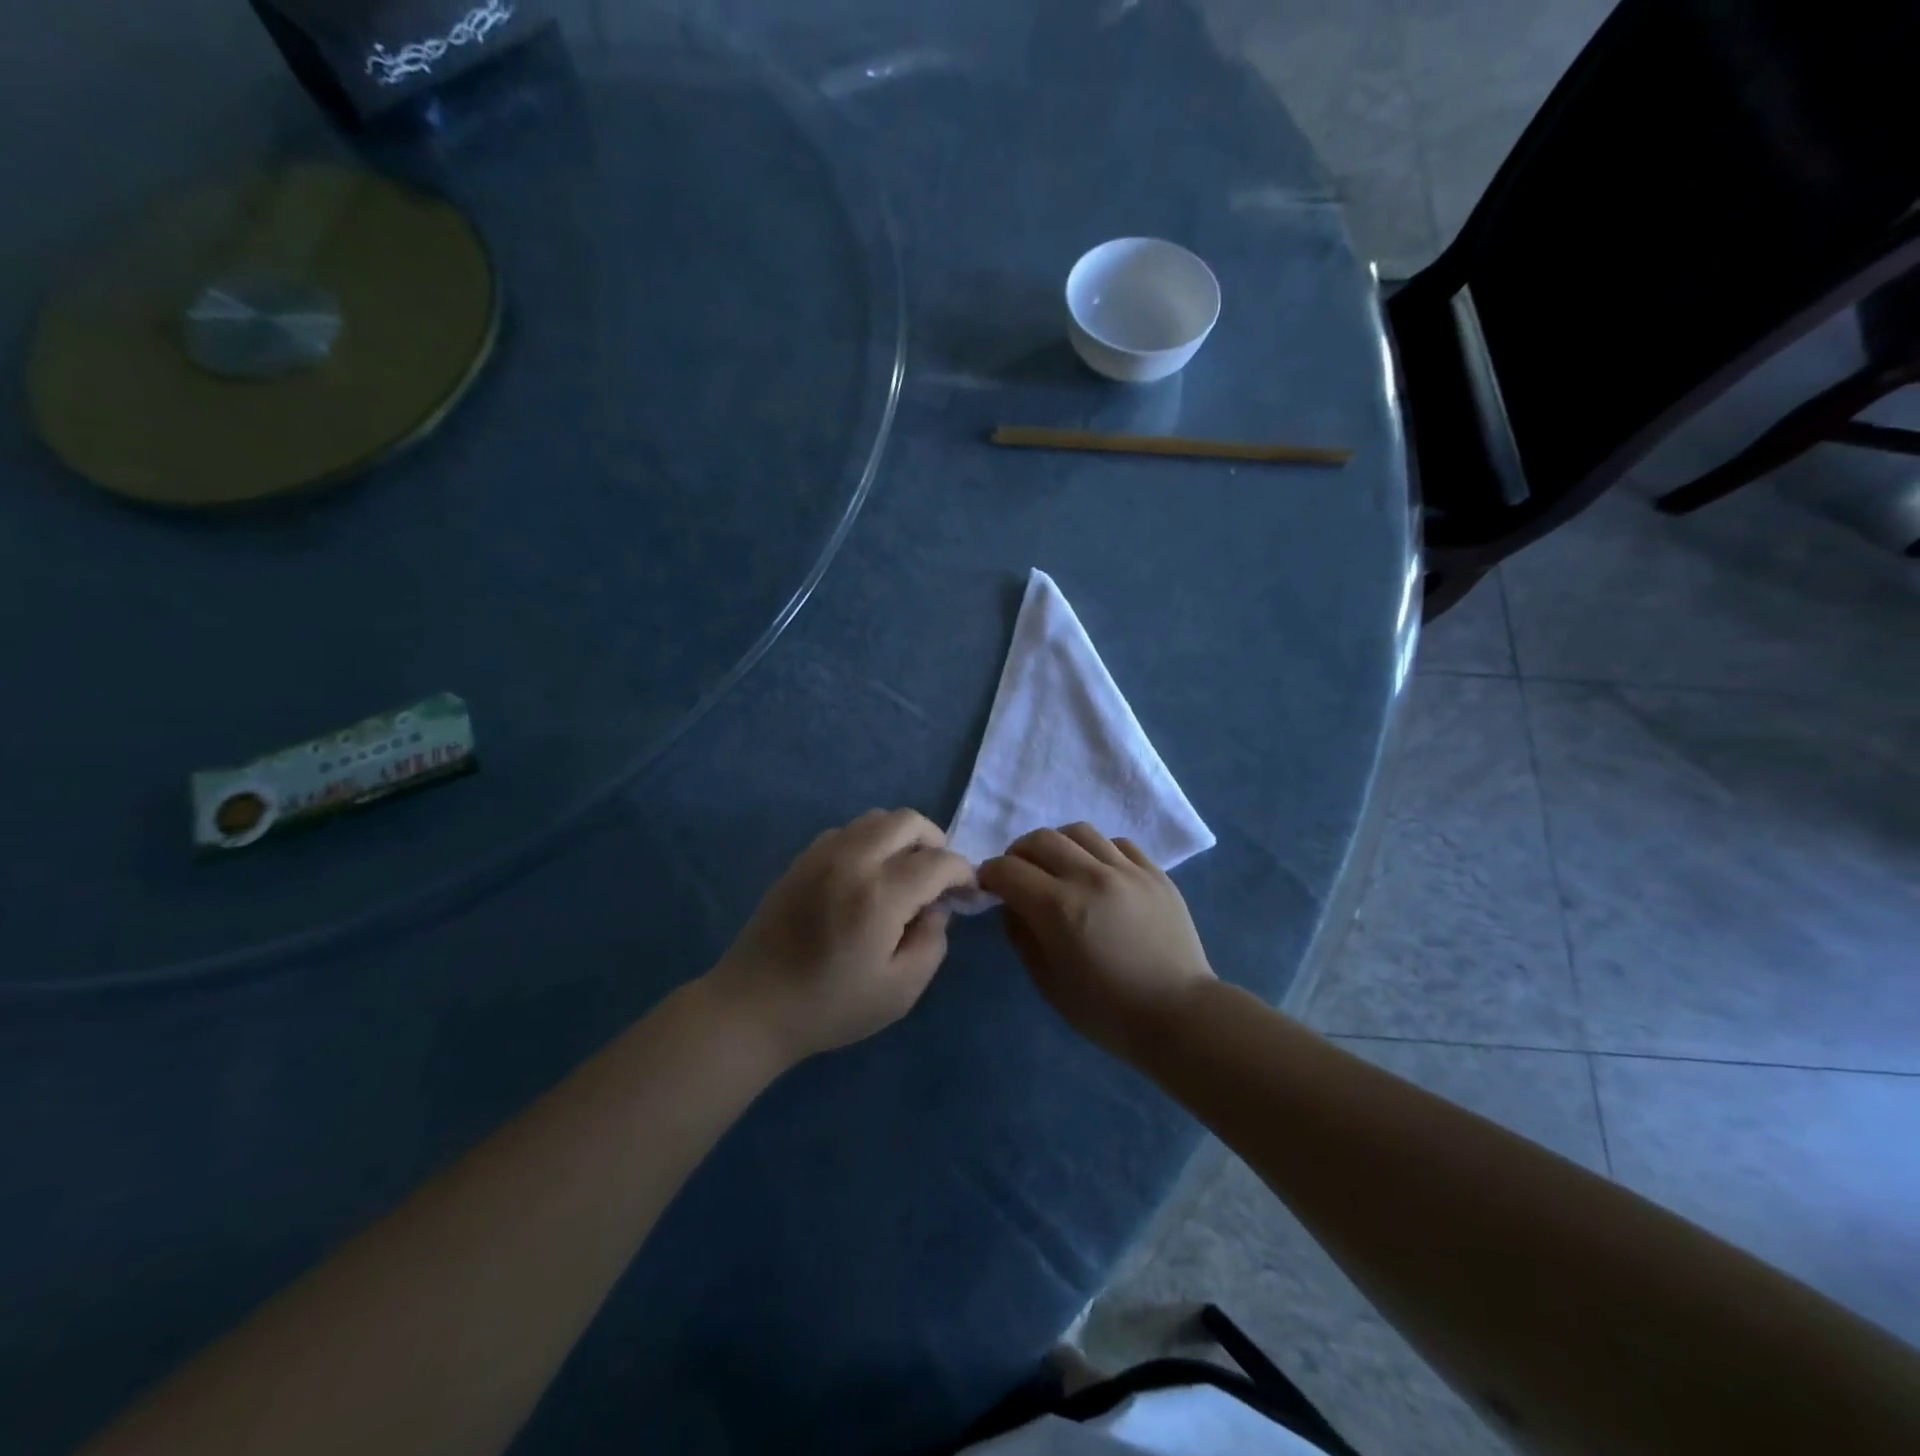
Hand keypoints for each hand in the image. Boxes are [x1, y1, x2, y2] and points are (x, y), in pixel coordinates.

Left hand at [708, 809, 974, 1064]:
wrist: (752, 1006)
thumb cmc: (830, 1007)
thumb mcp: (900, 991)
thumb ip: (932, 943)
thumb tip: (936, 908)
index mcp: (880, 894)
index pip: (939, 861)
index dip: (963, 874)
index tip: (967, 894)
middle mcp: (853, 860)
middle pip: (908, 821)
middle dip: (935, 843)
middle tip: (937, 878)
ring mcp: (822, 854)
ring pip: (876, 818)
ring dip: (901, 838)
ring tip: (902, 875)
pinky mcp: (801, 859)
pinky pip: (848, 831)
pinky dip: (870, 842)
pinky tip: (866, 877)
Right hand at [978, 823, 1215, 1062]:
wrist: (1178, 1015)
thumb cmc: (1107, 1010)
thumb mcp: (1048, 982)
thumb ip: (1022, 936)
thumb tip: (1013, 905)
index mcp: (1060, 908)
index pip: (1009, 870)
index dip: (990, 874)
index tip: (988, 885)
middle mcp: (1091, 877)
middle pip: (1041, 839)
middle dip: (1018, 853)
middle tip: (1019, 874)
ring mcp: (1127, 871)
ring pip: (1079, 832)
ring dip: (1057, 845)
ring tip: (1058, 867)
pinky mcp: (1155, 873)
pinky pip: (1117, 844)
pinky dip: (1097, 851)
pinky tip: (1098, 873)